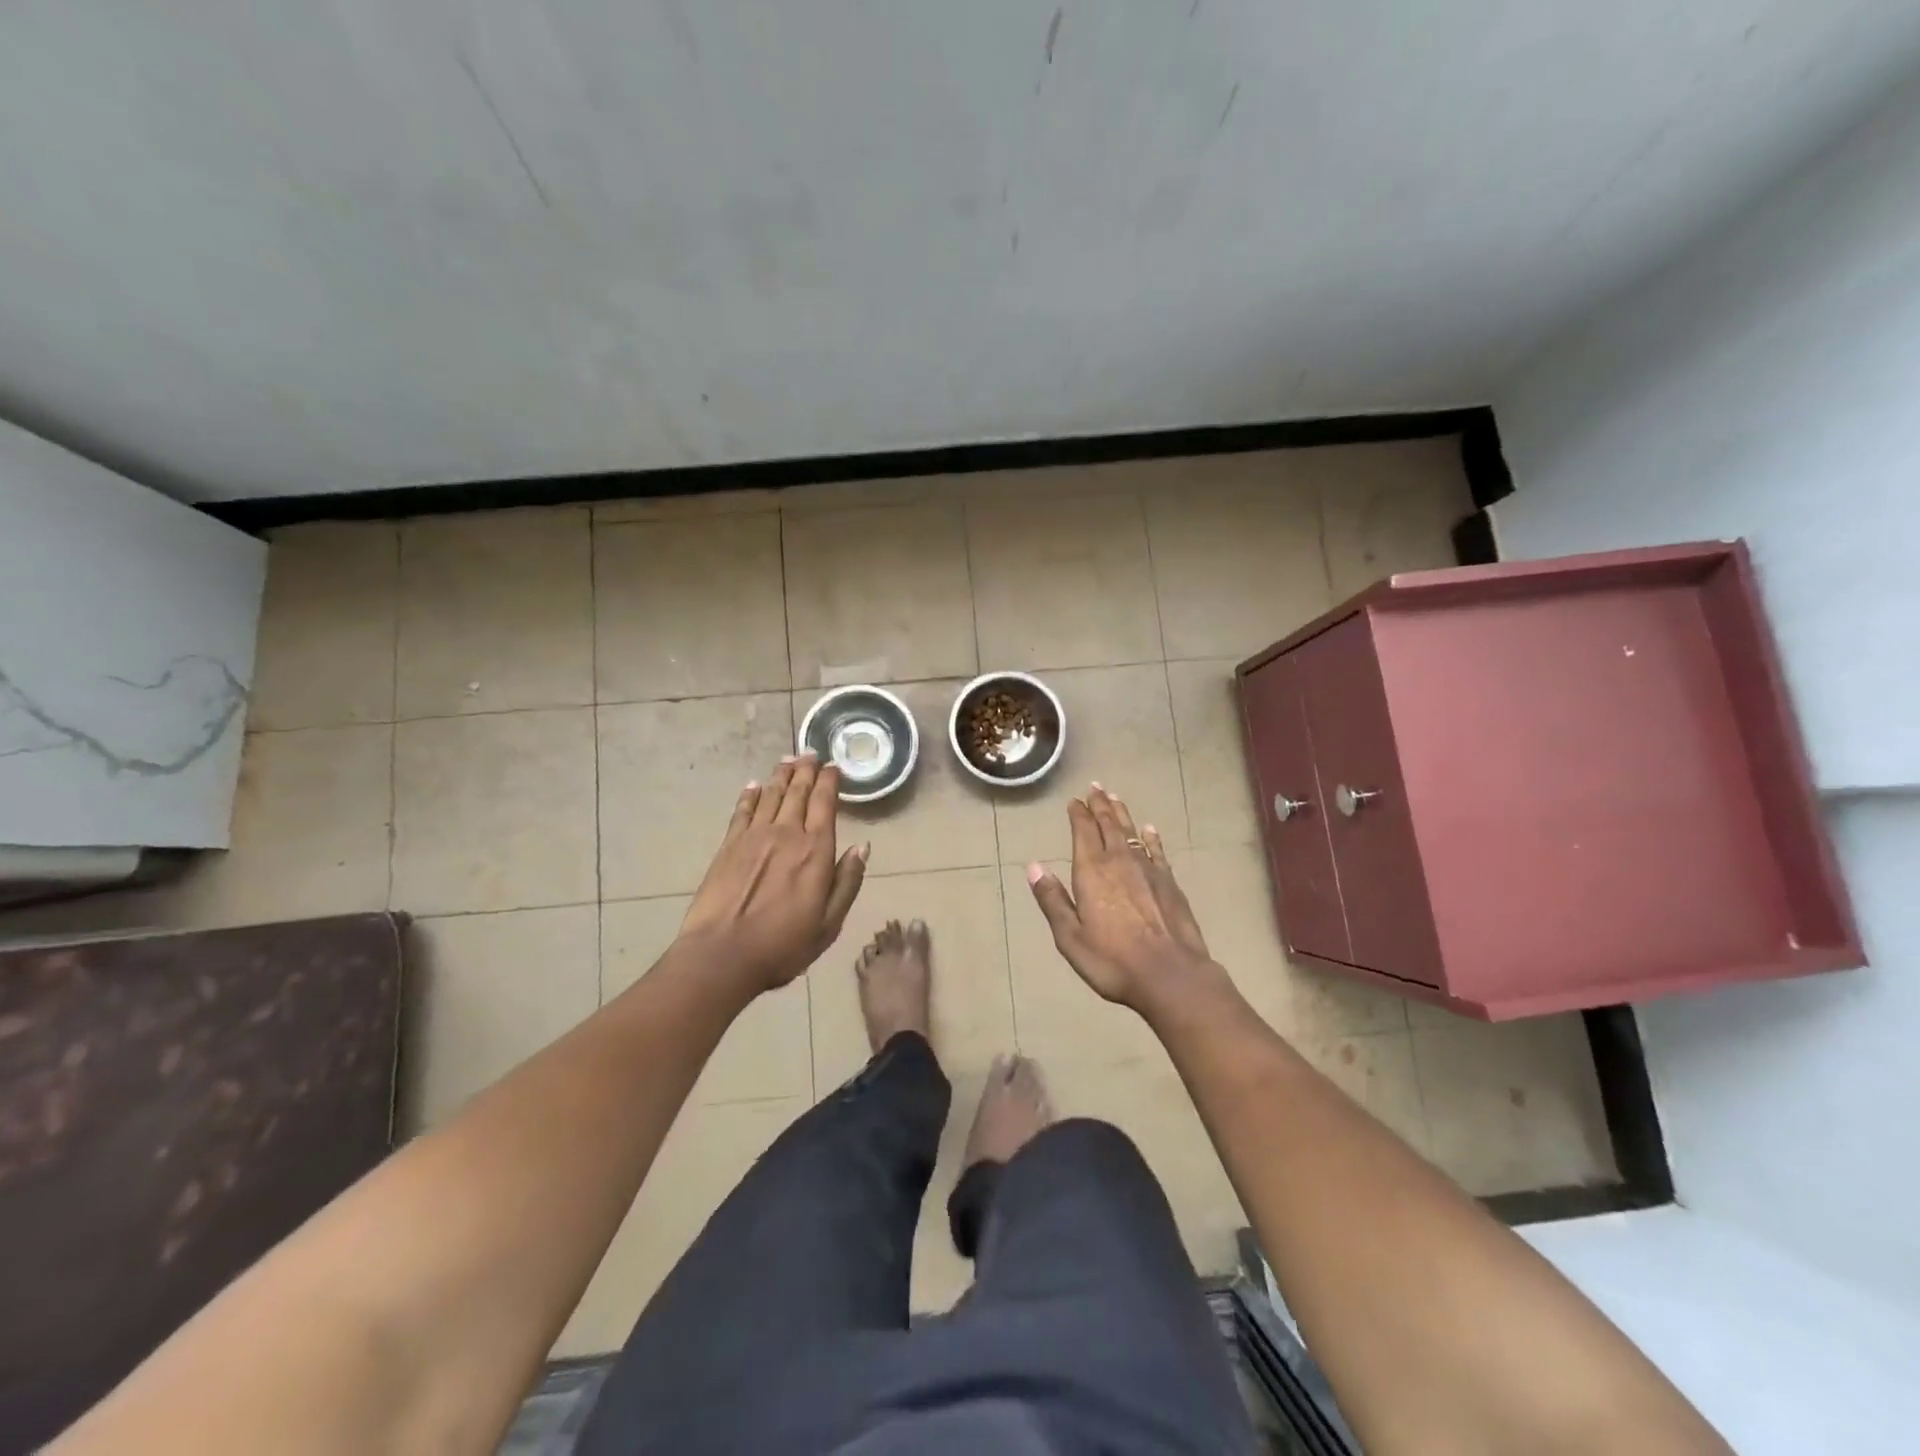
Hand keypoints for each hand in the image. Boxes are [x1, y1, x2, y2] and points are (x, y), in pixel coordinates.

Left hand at [677, 752, 868, 992]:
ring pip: (771, 795)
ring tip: (789, 760)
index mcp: (815, 851)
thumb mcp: (829, 923)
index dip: (830, 782)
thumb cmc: (783, 945)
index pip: (825, 804)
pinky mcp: (728, 846)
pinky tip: (754, 785)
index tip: (834, 767)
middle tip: (812, 753)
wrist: (722, 955)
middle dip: (807, 770)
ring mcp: (754, 837)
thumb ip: (847, 881)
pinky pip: (742, 811)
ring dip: (782, 775)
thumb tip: (863, 847)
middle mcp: (786, 834)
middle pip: (798, 792)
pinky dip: (750, 795)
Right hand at [1026, 785, 1217, 1012]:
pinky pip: (1156, 850)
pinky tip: (1149, 829)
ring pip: (1131, 832)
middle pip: (1108, 824)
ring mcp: (1147, 869)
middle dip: (1100, 805)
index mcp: (1091, 871)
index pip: (1083, 831)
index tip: (1074, 800)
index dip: (1078, 813)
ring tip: (1115, 798)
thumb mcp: (1070, 936)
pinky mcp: (1169, 882)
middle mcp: (1119, 861)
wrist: (1170, 975)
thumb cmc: (1112, 960)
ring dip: (1121, 814)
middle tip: (1095, 787)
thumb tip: (1033, 866)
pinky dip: (1150, 837)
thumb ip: (1052, 900)